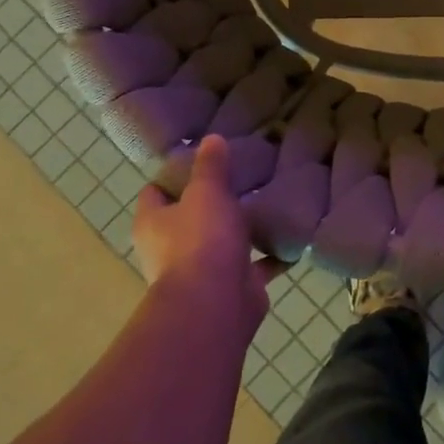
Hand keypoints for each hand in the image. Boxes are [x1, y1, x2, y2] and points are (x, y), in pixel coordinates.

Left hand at [133, 136, 285, 342]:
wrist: (216, 304)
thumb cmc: (201, 240)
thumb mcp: (206, 192)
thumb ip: (210, 166)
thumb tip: (211, 138)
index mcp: (153, 223)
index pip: (154, 193)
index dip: (173, 176)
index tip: (201, 160)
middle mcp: (170, 249)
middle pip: (188, 218)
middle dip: (212, 203)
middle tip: (241, 178)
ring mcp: (201, 272)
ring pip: (221, 243)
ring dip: (241, 230)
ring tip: (268, 203)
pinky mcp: (232, 288)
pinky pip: (254, 267)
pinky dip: (270, 257)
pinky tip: (290, 237)